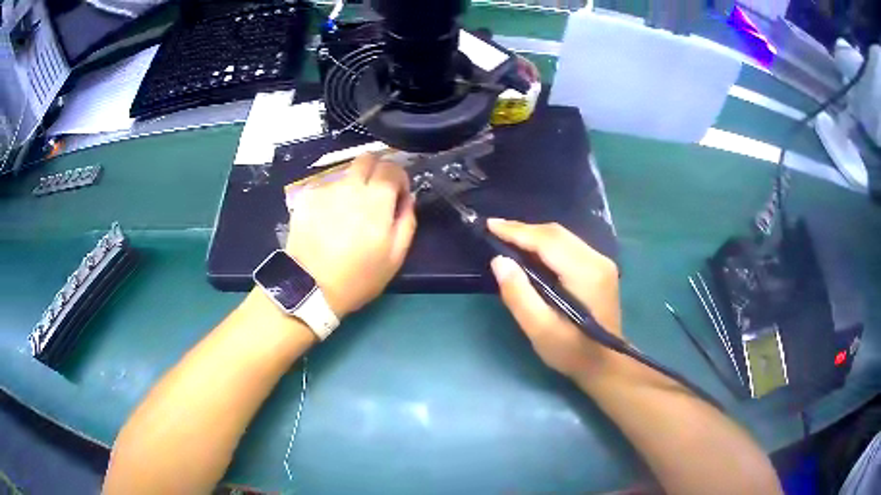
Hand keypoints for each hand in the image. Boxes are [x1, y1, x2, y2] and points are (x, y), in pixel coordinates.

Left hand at [286, 154, 416, 318]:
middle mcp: (350, 186)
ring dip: (353, 184)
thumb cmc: (358, 277)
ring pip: (346, 173)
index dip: (398, 176)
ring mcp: (326, 189)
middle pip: (367, 158)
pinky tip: (328, 218)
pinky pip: (326, 186)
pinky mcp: (306, 196)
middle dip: (376, 169)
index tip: (397, 193)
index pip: (392, 167)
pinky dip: (332, 196)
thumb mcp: (395, 257)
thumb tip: (407, 198)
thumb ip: (407, 221)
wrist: (309, 287)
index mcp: (376, 200)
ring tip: (348, 211)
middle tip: (375, 192)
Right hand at [488, 219, 621, 378]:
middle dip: (523, 229)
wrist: (605, 365)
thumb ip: (519, 295)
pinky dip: (546, 244)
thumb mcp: (540, 330)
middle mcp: (597, 260)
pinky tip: (530, 250)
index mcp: (585, 273)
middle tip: (494, 230)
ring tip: (507, 237)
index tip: (490, 225)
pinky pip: (568, 245)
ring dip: (534, 235)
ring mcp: (601, 262)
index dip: (517, 231)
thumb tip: (499, 261)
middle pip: (556, 233)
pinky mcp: (600, 267)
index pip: (547, 241)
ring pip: (563, 236)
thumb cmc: (572, 352)